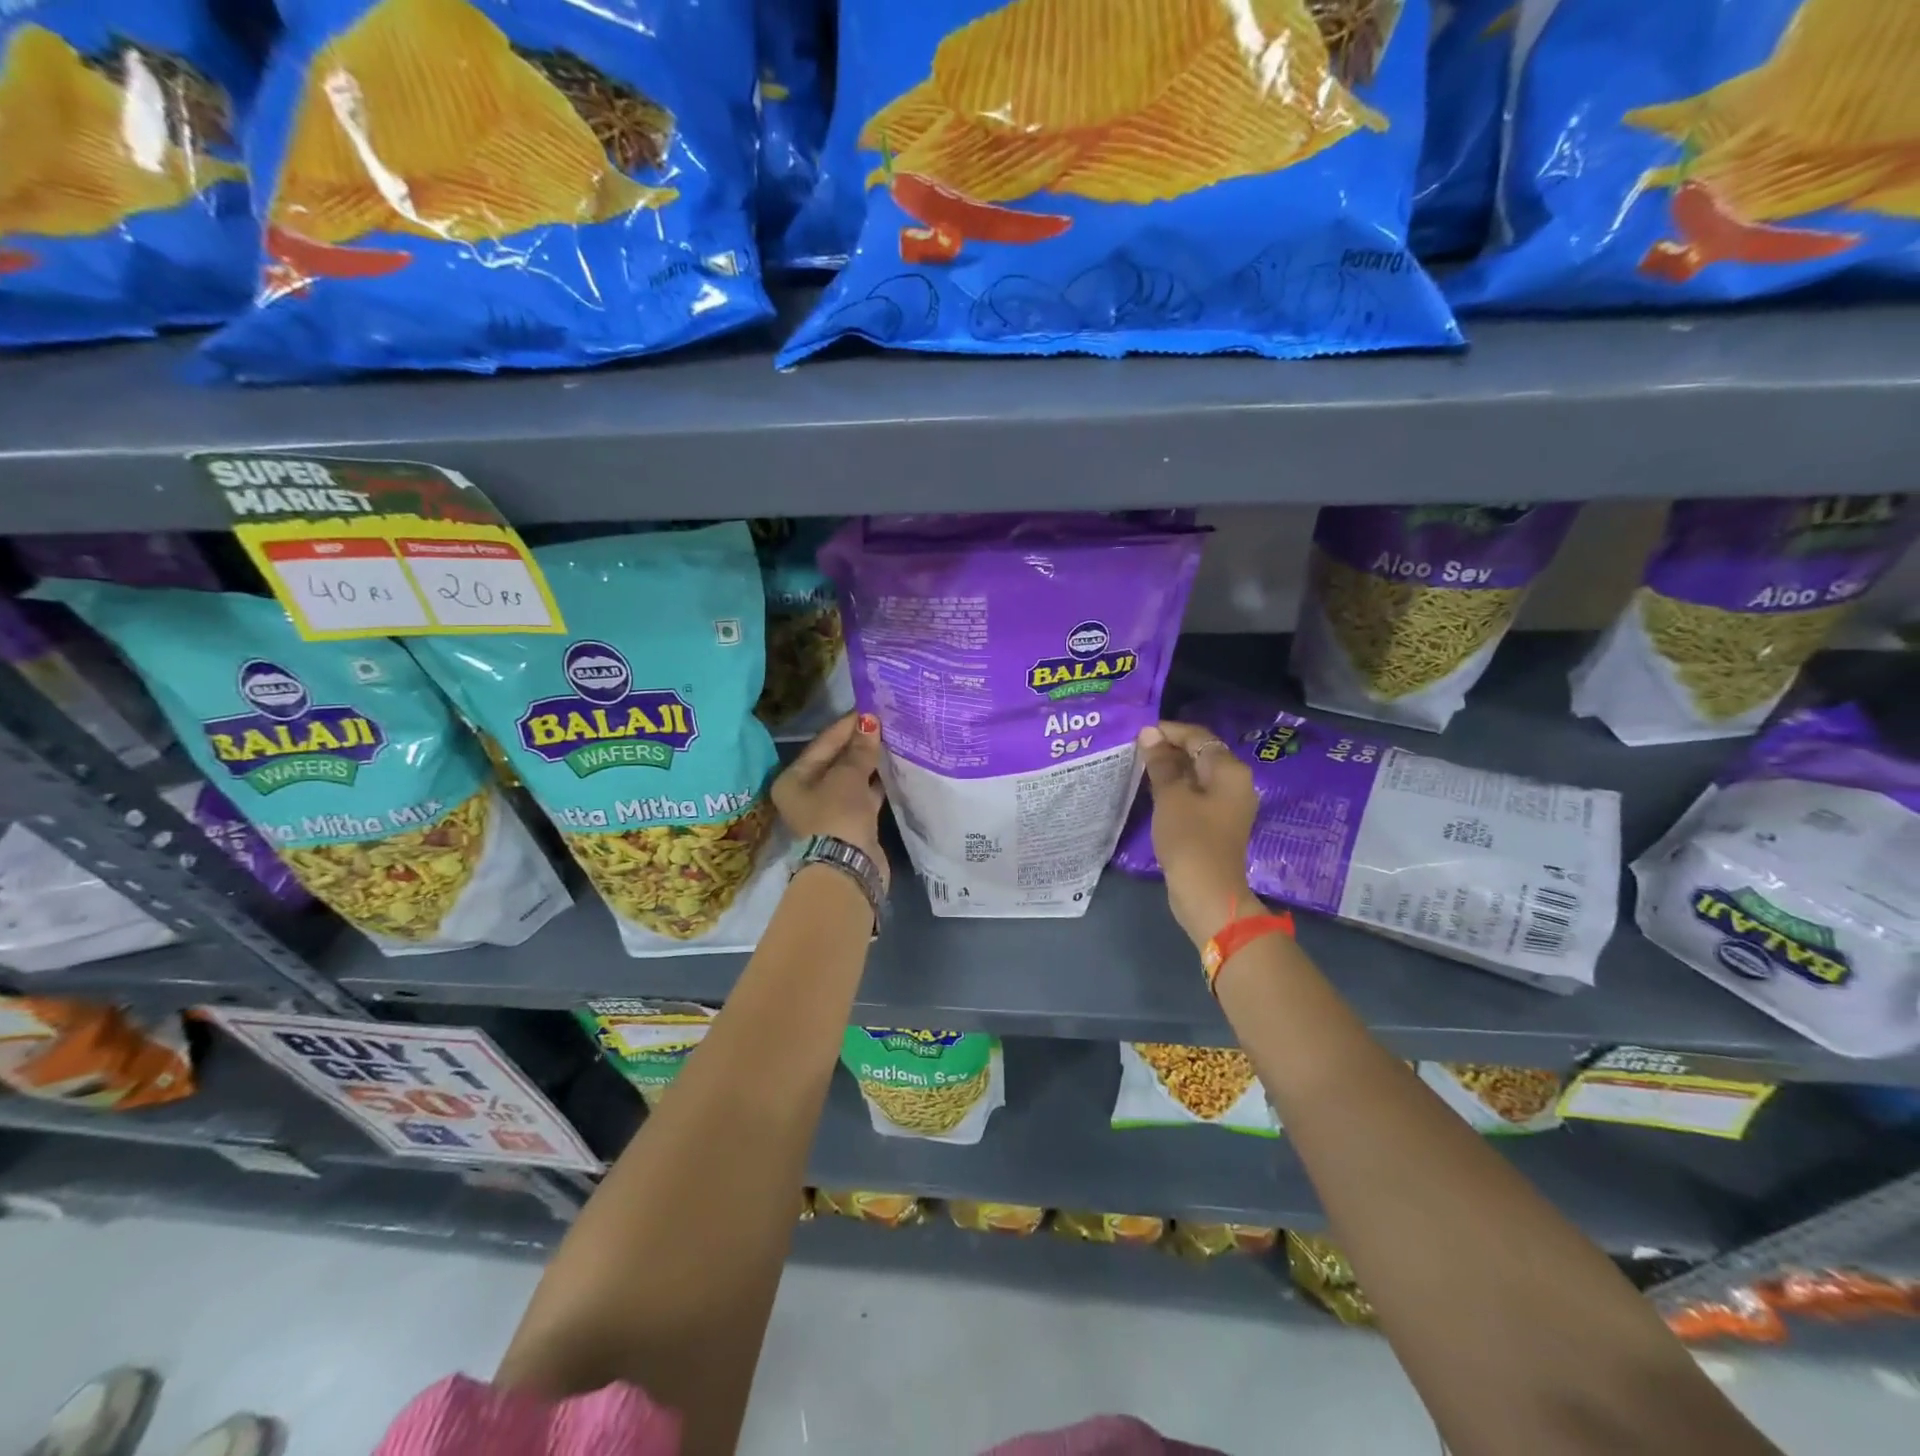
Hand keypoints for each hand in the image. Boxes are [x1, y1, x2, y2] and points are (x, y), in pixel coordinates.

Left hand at [772, 712, 889, 888]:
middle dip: (858, 744)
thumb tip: (869, 721)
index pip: (822, 744)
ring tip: (891, 741)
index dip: (846, 726)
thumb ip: (860, 749)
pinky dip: (875, 783)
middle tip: (884, 723)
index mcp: (793, 779)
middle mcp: (806, 793)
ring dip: (868, 763)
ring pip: (850, 779)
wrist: (848, 868)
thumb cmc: (837, 814)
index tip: (870, 710)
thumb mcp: (848, 776)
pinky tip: (892, 768)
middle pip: (834, 760)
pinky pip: (862, 795)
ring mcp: (828, 810)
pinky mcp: (849, 823)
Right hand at [1137, 721, 1256, 947]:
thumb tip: (1150, 734)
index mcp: (1229, 770)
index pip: (1198, 736)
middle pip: (1201, 753)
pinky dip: (1177, 788)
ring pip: (1198, 775)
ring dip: (1171, 769)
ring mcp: (1229, 804)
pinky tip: (1154, 790)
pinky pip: (1197, 794)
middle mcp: (1235, 782)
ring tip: (1141, 766)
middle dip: (1169, 749)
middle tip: (1136, 748)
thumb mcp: (1170, 796)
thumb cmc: (1190, 839)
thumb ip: (1161, 762)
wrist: (1208, 893)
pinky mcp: (1218, 823)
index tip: (1139, 733)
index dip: (1168, 731)